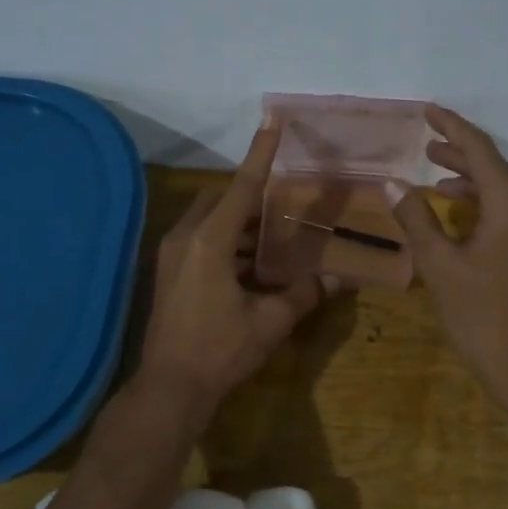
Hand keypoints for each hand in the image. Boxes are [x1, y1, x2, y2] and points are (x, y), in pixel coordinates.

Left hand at [136, 120, 332, 416]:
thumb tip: (339, 278)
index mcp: (210, 241)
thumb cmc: (221, 350)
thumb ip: (304, 294)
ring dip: (239, 222)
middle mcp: (186, 237)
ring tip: (274, 233)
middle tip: (285, 201)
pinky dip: (226, 241)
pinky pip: (200, 239)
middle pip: (221, 199)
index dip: (260, 153)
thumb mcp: (269, 322)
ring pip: (209, 220)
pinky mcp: (168, 272)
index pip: (241, 186)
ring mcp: (172, 255)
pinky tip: (251, 263)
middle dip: (251, 195)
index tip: (272, 120)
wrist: (169, 388)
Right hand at [390, 105, 507, 405]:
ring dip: (471, 180)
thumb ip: (416, 219)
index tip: (427, 110)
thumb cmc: (482, 316)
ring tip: (436, 177)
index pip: (480, 149)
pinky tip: (460, 213)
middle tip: (425, 146)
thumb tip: (391, 183)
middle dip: (459, 153)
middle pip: (495, 167)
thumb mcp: (440, 266)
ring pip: (505, 189)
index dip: (451, 127)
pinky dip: (485, 203)